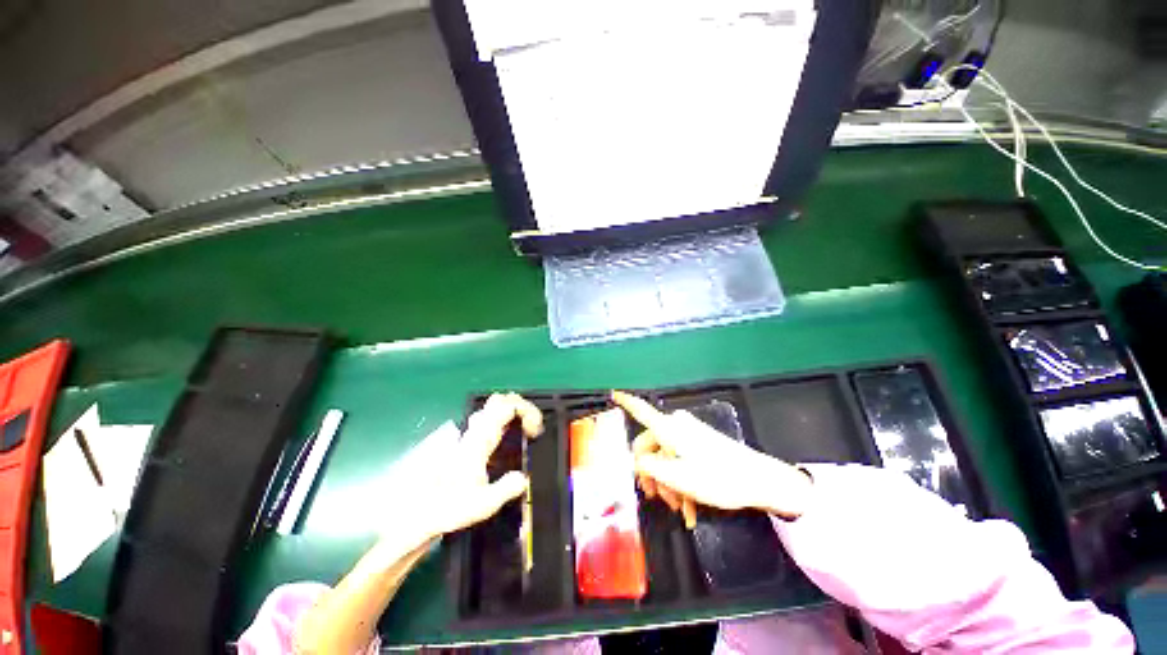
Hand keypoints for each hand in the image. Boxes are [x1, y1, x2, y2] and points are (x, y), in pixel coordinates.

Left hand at [396, 393, 542, 539]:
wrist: (417, 513)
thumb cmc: (448, 506)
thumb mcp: (484, 503)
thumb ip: (506, 488)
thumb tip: (523, 478)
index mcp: (481, 439)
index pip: (507, 406)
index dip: (527, 410)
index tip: (534, 430)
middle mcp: (474, 431)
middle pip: (499, 400)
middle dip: (520, 406)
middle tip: (530, 426)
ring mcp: (468, 434)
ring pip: (491, 407)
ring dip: (511, 412)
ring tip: (521, 431)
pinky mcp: (465, 442)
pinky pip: (486, 419)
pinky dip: (502, 420)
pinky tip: (505, 440)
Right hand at [612, 391, 813, 523]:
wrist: (759, 480)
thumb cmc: (716, 477)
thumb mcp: (676, 477)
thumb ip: (649, 467)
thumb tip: (635, 461)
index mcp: (668, 429)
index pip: (641, 410)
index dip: (625, 401)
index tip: (613, 393)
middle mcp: (676, 426)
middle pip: (651, 446)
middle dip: (652, 474)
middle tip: (659, 500)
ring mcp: (689, 434)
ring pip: (666, 457)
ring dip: (668, 482)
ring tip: (680, 508)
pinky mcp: (700, 443)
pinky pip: (681, 459)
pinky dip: (681, 480)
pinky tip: (689, 506)